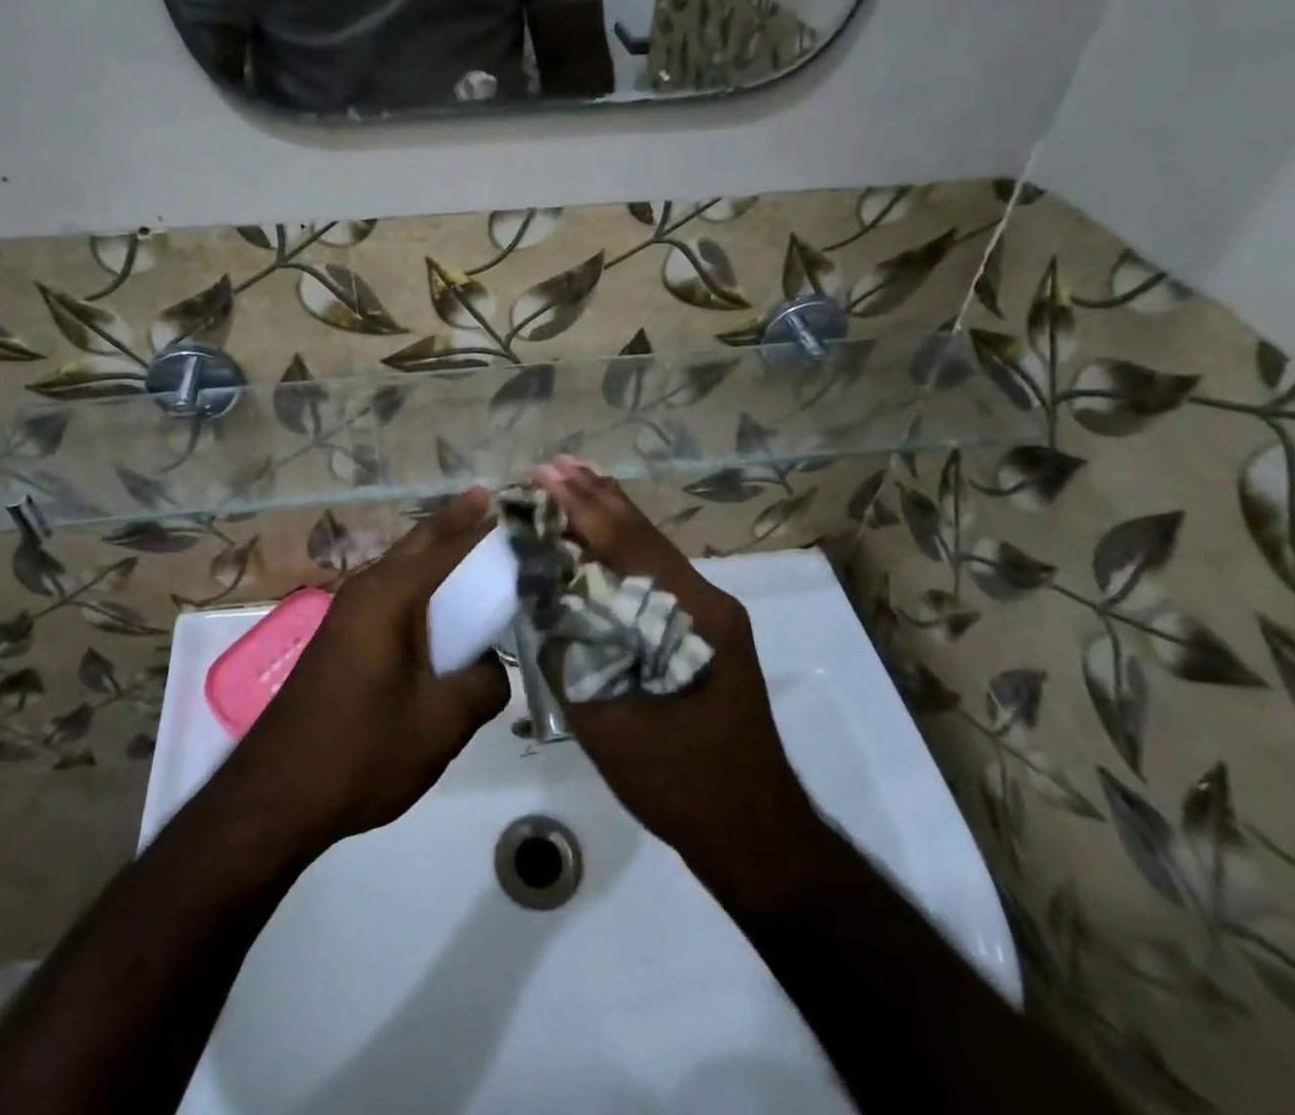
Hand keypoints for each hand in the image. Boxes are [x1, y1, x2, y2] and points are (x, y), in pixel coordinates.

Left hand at [222, 490, 509, 850]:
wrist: (276, 796)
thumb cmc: (361, 751)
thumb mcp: (441, 722)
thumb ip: (484, 683)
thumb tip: (491, 666)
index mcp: (389, 594)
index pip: (450, 547)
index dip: (487, 530)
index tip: (522, 514)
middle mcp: (367, 588)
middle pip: (421, 542)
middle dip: (458, 522)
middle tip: (495, 505)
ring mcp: (350, 612)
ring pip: (404, 566)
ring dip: (438, 552)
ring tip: (477, 544)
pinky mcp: (344, 637)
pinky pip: (394, 594)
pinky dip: (424, 585)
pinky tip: (444, 606)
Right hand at [529, 459, 825, 905]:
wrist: (752, 830)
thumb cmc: (678, 780)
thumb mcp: (608, 721)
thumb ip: (574, 652)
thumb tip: (542, 599)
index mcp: (689, 615)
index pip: (627, 544)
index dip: (583, 507)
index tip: (544, 474)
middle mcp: (707, 600)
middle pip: (644, 535)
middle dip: (597, 497)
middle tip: (554, 464)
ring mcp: (713, 615)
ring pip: (654, 551)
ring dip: (612, 516)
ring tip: (576, 479)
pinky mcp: (709, 632)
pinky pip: (659, 575)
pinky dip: (626, 547)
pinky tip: (603, 539)